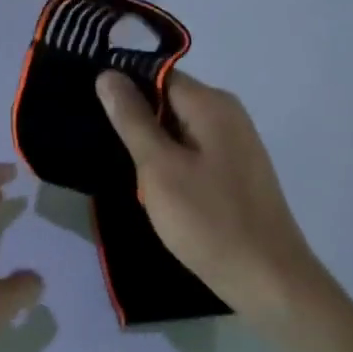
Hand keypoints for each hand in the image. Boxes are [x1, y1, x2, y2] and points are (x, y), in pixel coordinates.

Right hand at [96, 71, 329, 324]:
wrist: (266, 277)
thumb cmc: (207, 220)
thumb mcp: (159, 167)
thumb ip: (132, 119)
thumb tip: (109, 75)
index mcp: (211, 104)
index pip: (157, 74)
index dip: (122, 86)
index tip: (86, 104)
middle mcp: (227, 114)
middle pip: (168, 99)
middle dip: (133, 117)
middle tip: (94, 138)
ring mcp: (234, 144)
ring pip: (178, 128)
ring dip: (149, 143)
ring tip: (114, 161)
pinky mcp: (234, 171)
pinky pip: (191, 151)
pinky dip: (168, 161)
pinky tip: (149, 184)